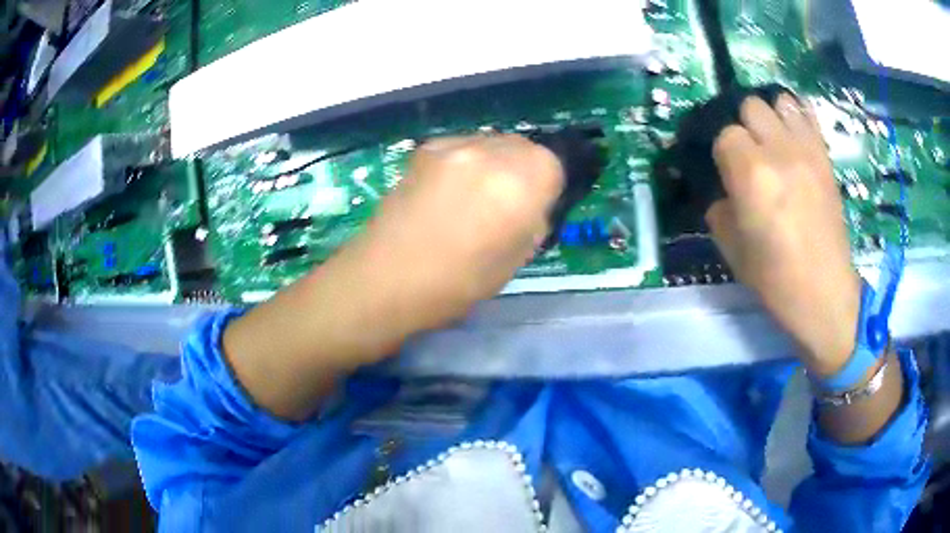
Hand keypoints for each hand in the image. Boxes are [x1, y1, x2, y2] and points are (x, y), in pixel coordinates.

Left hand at [349, 134, 563, 334]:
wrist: (384, 277)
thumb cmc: (454, 283)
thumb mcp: (513, 261)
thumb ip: (532, 222)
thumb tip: (532, 206)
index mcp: (519, 184)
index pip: (554, 164)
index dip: (548, 188)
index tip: (536, 210)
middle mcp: (489, 152)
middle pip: (524, 147)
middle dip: (525, 170)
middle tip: (509, 203)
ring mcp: (454, 145)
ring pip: (493, 143)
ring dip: (496, 163)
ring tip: (476, 197)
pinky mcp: (426, 148)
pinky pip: (463, 146)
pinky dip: (467, 162)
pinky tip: (448, 191)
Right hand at [706, 95, 861, 374]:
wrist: (824, 293)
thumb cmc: (775, 278)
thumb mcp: (731, 248)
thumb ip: (719, 206)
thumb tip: (722, 188)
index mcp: (750, 173)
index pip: (724, 134)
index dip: (722, 152)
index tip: (726, 172)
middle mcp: (779, 150)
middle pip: (751, 106)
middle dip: (744, 126)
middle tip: (749, 154)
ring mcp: (807, 150)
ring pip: (779, 101)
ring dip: (771, 116)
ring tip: (773, 140)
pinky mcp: (825, 157)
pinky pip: (808, 114)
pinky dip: (796, 116)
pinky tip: (793, 134)